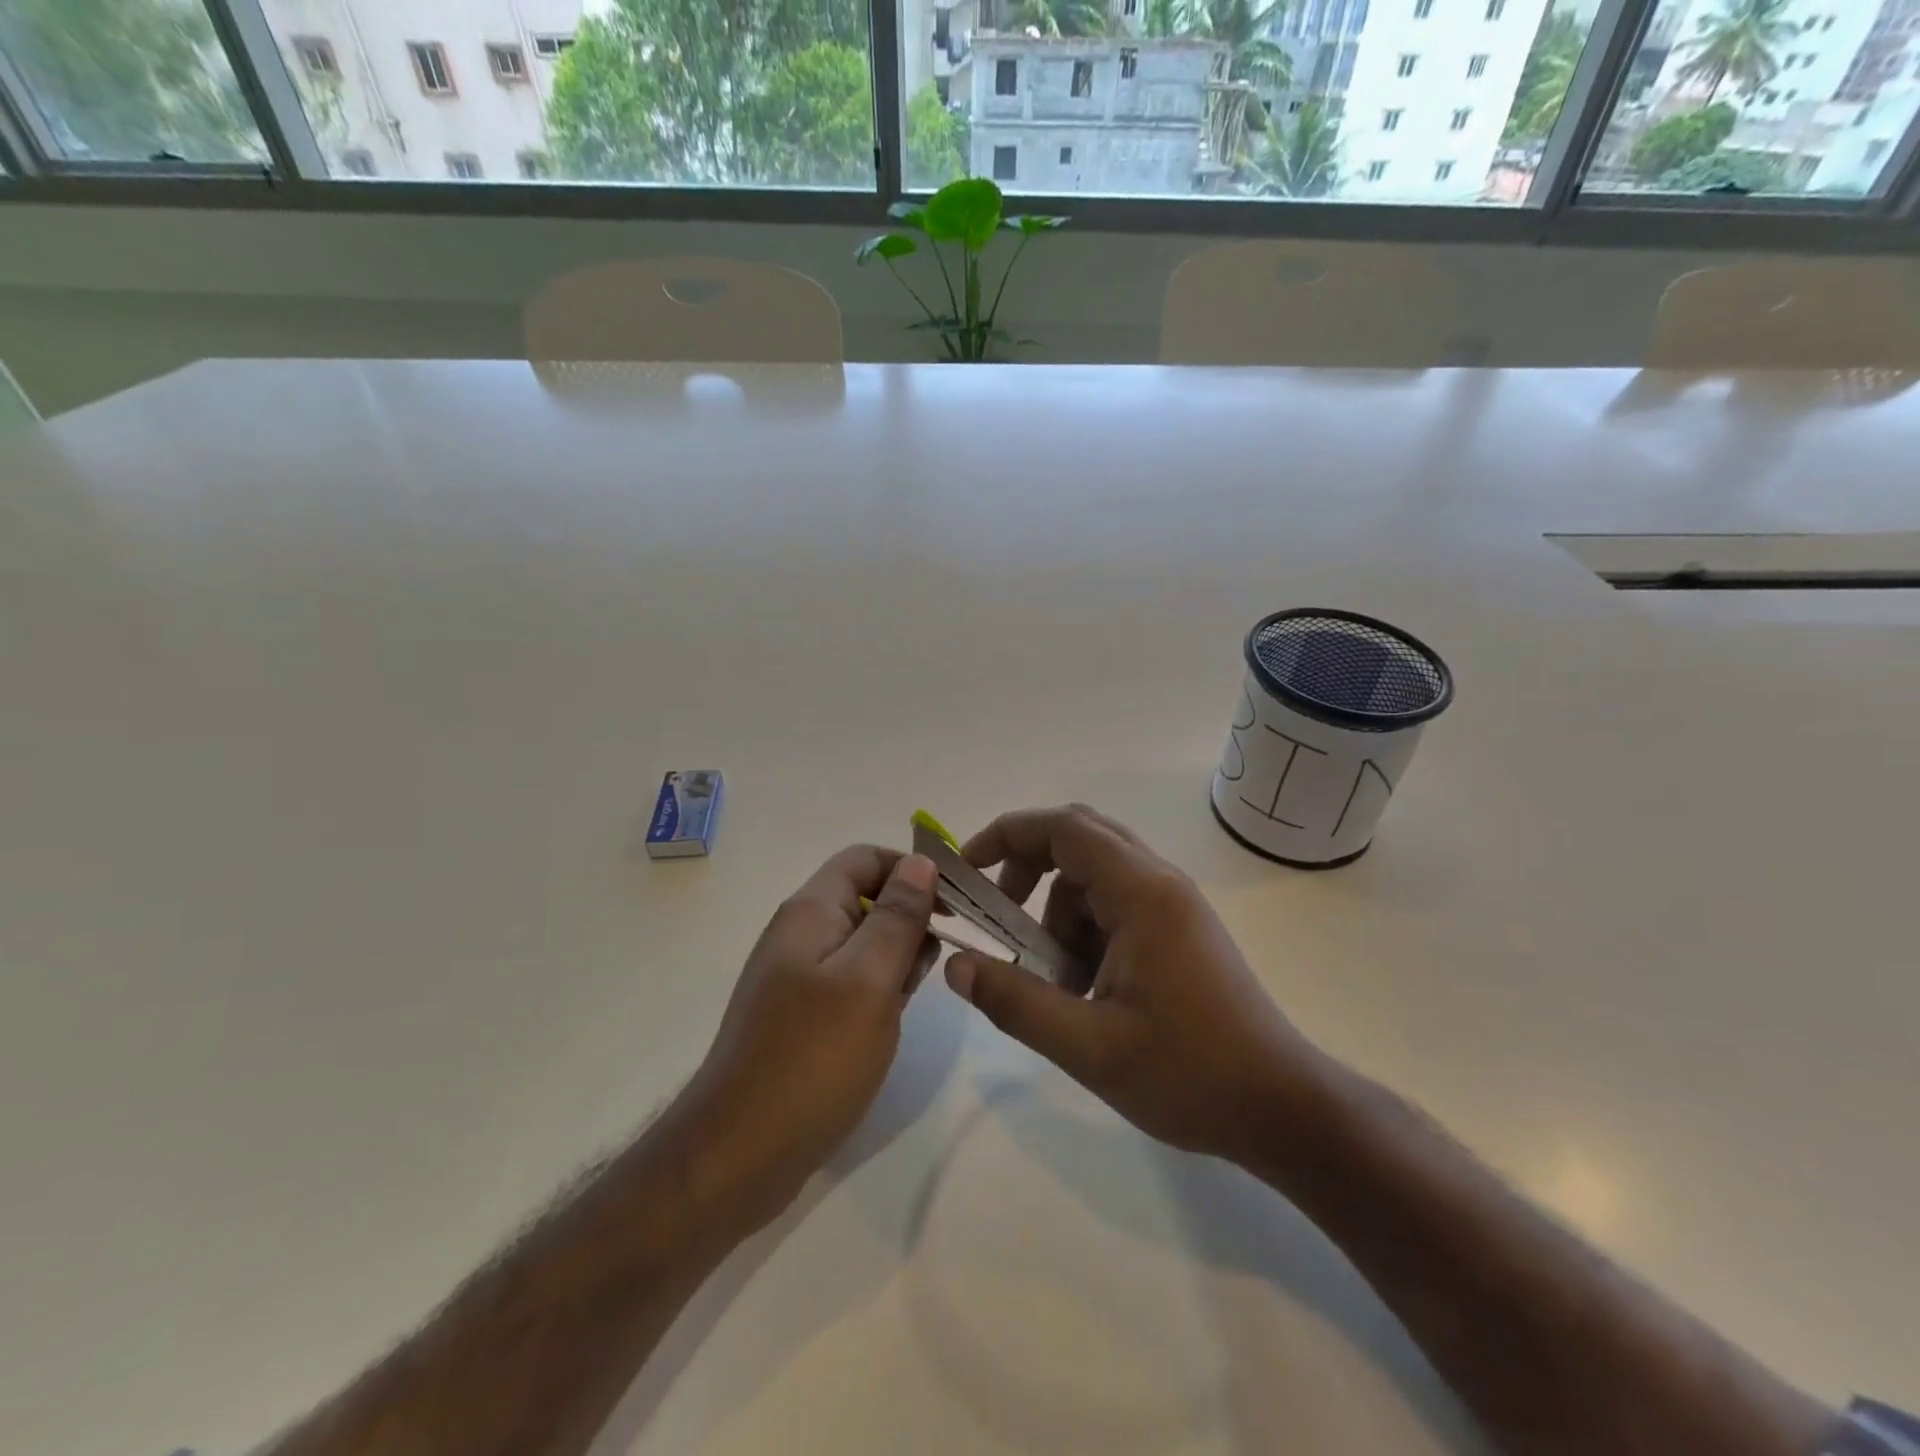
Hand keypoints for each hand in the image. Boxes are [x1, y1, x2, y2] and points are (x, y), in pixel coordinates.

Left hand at [683, 846, 938, 1229]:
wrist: (738, 1153)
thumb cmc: (813, 1057)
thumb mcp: (869, 979)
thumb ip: (898, 916)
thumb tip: (922, 862)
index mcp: (810, 911)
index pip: (865, 859)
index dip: (911, 870)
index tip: (953, 905)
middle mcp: (799, 934)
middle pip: (865, 899)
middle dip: (908, 919)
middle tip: (935, 962)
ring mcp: (796, 977)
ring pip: (861, 943)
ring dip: (896, 958)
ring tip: (910, 998)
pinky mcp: (799, 1016)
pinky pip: (849, 982)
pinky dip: (877, 990)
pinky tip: (888, 1023)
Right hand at [945, 805, 1326, 1169]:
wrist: (1281, 1107)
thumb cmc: (1189, 1074)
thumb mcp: (1088, 1046)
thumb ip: (1015, 1002)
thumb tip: (955, 965)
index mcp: (1142, 893)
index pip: (1064, 827)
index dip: (1007, 835)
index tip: (968, 870)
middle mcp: (1160, 883)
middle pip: (1079, 840)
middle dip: (1027, 868)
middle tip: (999, 917)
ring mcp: (1173, 906)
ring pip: (1094, 877)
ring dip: (1056, 912)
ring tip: (1050, 980)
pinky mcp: (1178, 931)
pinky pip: (1115, 906)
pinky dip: (1083, 932)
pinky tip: (1083, 991)